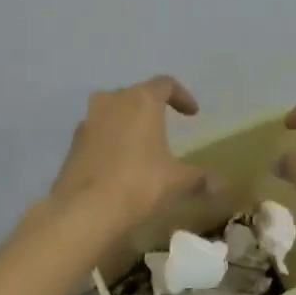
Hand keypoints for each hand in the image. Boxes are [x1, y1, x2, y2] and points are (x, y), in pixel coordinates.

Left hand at [47, 76, 211, 233]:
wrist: (85, 209)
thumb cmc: (139, 184)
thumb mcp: (176, 181)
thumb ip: (200, 177)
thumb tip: (222, 185)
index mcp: (142, 100)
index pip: (165, 84)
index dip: (182, 96)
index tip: (192, 113)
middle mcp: (113, 100)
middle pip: (136, 94)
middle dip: (152, 107)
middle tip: (165, 125)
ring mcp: (89, 119)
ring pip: (112, 110)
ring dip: (127, 121)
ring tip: (140, 143)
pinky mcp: (73, 141)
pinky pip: (97, 131)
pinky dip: (110, 138)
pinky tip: (118, 162)